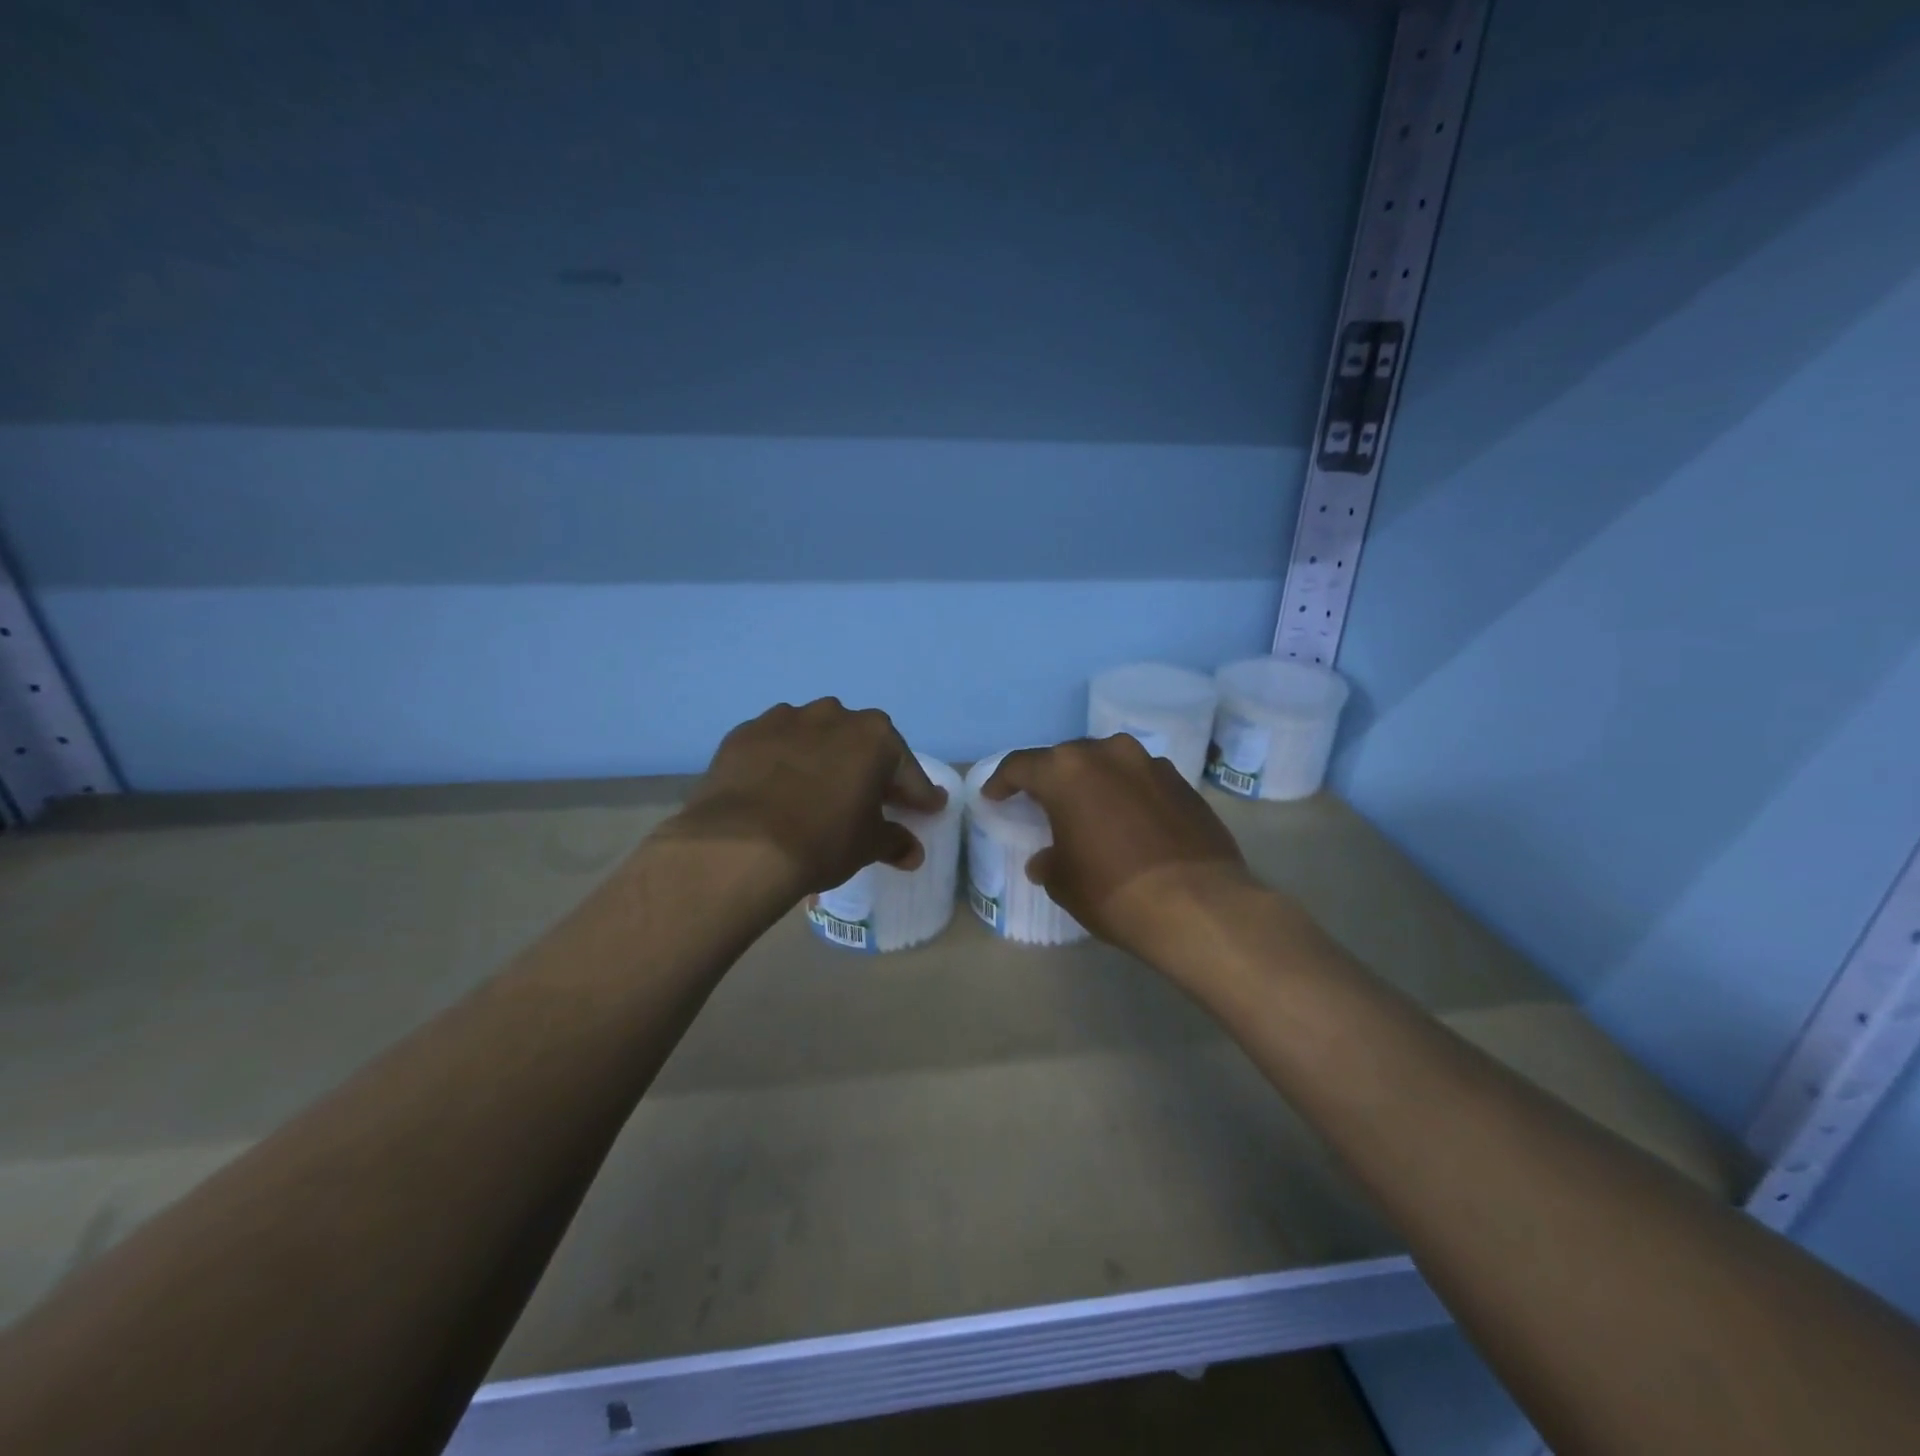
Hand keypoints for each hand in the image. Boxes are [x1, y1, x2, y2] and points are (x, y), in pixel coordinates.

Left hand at [667, 699, 947, 896]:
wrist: (740, 845)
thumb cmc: (822, 841)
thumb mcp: (867, 846)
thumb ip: (895, 841)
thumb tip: (912, 851)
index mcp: (874, 737)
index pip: (906, 769)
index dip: (918, 793)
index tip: (927, 807)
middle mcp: (833, 715)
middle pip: (860, 743)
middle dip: (868, 768)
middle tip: (870, 799)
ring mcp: (784, 719)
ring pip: (814, 737)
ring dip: (821, 758)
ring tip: (816, 791)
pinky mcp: (745, 733)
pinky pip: (775, 745)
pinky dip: (781, 762)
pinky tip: (776, 788)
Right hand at [982, 736, 1257, 960]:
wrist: (1197, 905)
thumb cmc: (1112, 890)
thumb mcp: (1064, 882)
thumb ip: (1049, 861)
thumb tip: (1046, 860)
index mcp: (1067, 771)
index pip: (1021, 765)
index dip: (1002, 781)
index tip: (994, 796)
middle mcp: (1108, 753)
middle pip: (1067, 758)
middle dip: (1052, 779)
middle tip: (1043, 804)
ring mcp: (1150, 764)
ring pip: (1109, 764)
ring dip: (1094, 782)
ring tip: (1091, 810)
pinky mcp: (1183, 782)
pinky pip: (1142, 779)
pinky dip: (1128, 794)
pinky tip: (1131, 822)